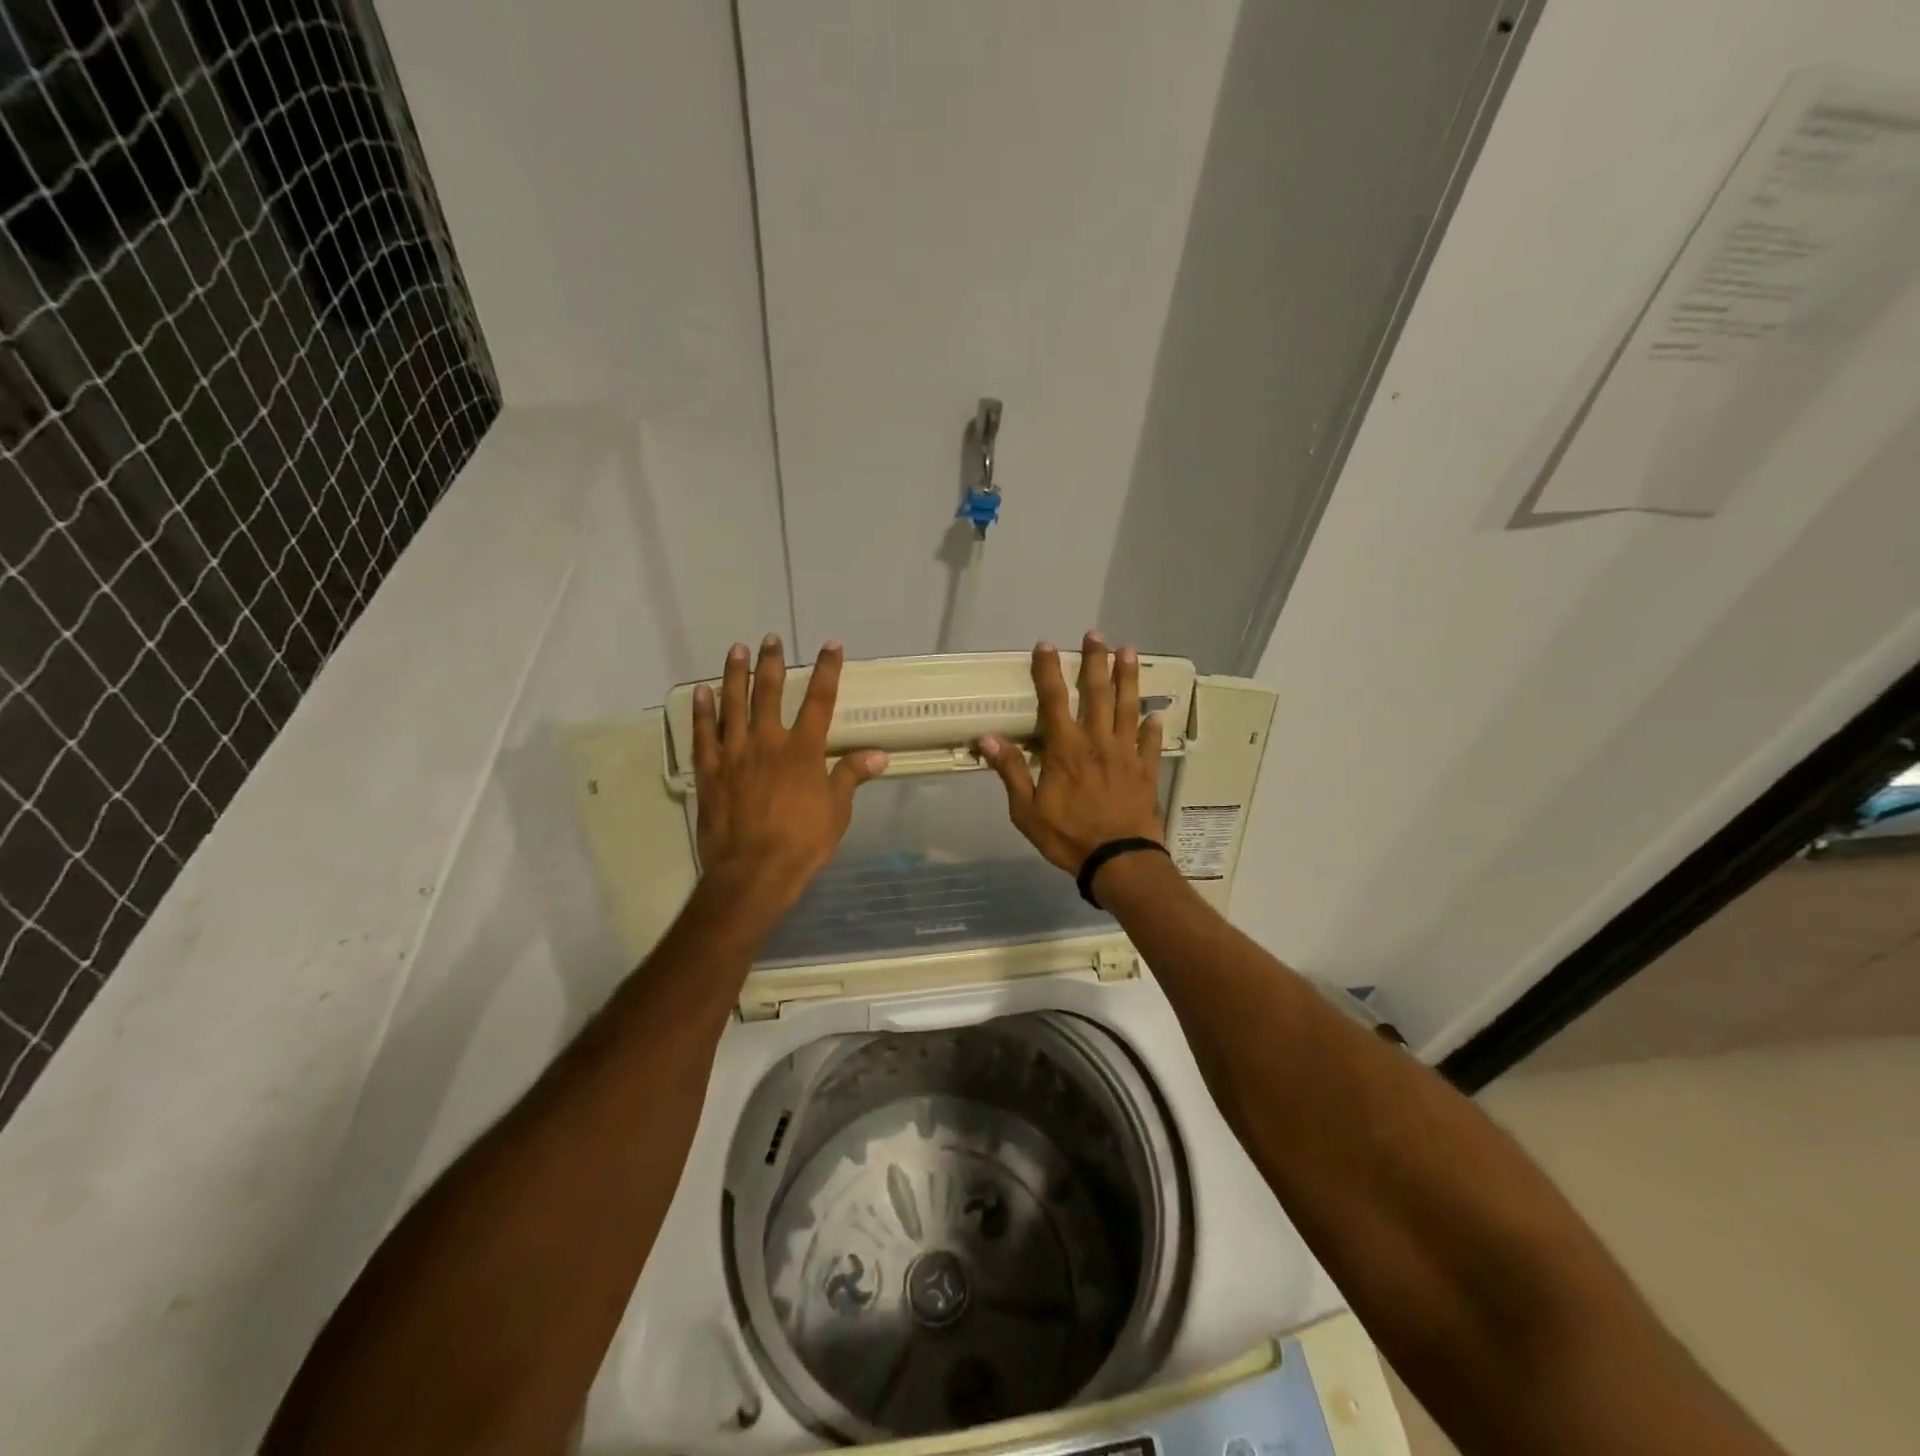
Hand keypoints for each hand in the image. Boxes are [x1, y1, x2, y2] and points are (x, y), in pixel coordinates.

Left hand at [692, 635, 887, 911]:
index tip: (831, 646)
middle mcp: (768, 742)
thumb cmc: (802, 842)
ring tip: (737, 650)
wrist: (753, 871)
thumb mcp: (836, 810)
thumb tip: (878, 755)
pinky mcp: (710, 771)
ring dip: (735, 675)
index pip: (820, 700)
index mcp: (803, 750)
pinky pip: (704, 734)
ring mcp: (734, 754)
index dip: (827, 670)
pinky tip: (701, 692)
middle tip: (770, 638)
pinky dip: (702, 711)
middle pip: (770, 692)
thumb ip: (851, 776)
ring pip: (733, 704)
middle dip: (772, 662)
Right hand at [977, 633, 1164, 875]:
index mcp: (1066, 749)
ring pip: (1127, 708)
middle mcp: (1097, 742)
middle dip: (1095, 662)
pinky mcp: (1145, 771)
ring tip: (1130, 651)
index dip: (1049, 671)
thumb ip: (1012, 771)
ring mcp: (1125, 754)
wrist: (1118, 860)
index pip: (1054, 700)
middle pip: (1097, 694)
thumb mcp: (1027, 810)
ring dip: (1128, 678)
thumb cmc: (1068, 836)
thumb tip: (989, 738)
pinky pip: (1150, 742)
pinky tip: (1156, 712)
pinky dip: (1153, 726)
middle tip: (1096, 635)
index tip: (1046, 645)